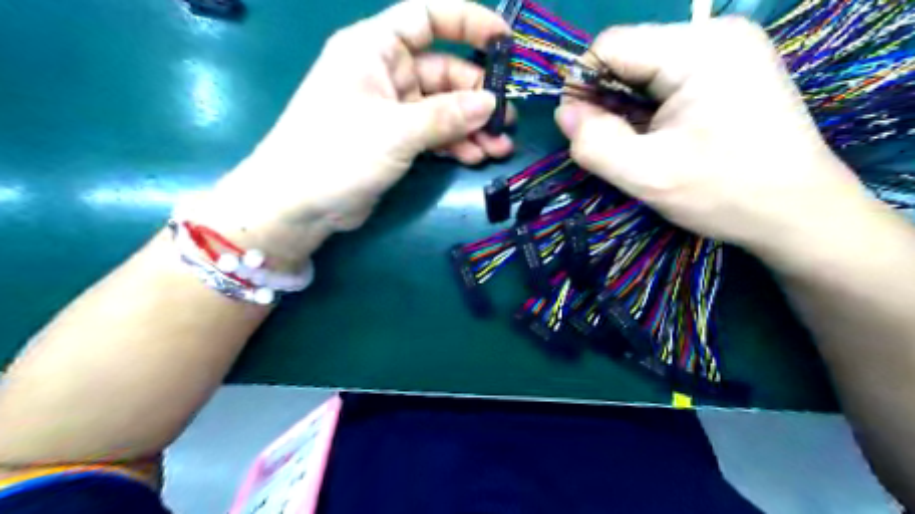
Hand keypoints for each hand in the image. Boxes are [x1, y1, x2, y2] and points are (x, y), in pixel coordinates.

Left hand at [183, 3, 512, 268]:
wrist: (298, 204)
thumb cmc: (337, 153)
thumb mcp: (396, 131)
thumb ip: (445, 116)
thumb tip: (490, 105)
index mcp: (375, 48)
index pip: (427, 17)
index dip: (467, 22)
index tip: (504, 42)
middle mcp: (385, 73)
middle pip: (444, 72)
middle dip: (477, 97)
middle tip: (507, 121)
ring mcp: (391, 109)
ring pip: (442, 108)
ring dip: (471, 127)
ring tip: (499, 147)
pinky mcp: (394, 140)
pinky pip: (433, 133)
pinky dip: (453, 144)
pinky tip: (474, 158)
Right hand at [553, 18, 875, 266]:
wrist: (798, 213)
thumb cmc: (726, 193)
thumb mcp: (648, 175)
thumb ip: (595, 143)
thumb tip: (564, 113)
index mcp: (699, 48)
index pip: (610, 45)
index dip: (584, 86)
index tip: (582, 131)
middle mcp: (715, 35)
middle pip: (628, 56)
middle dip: (607, 102)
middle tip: (614, 148)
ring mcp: (726, 52)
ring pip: (643, 71)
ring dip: (627, 110)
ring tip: (640, 148)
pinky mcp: (728, 72)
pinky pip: (666, 82)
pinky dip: (649, 112)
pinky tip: (660, 140)